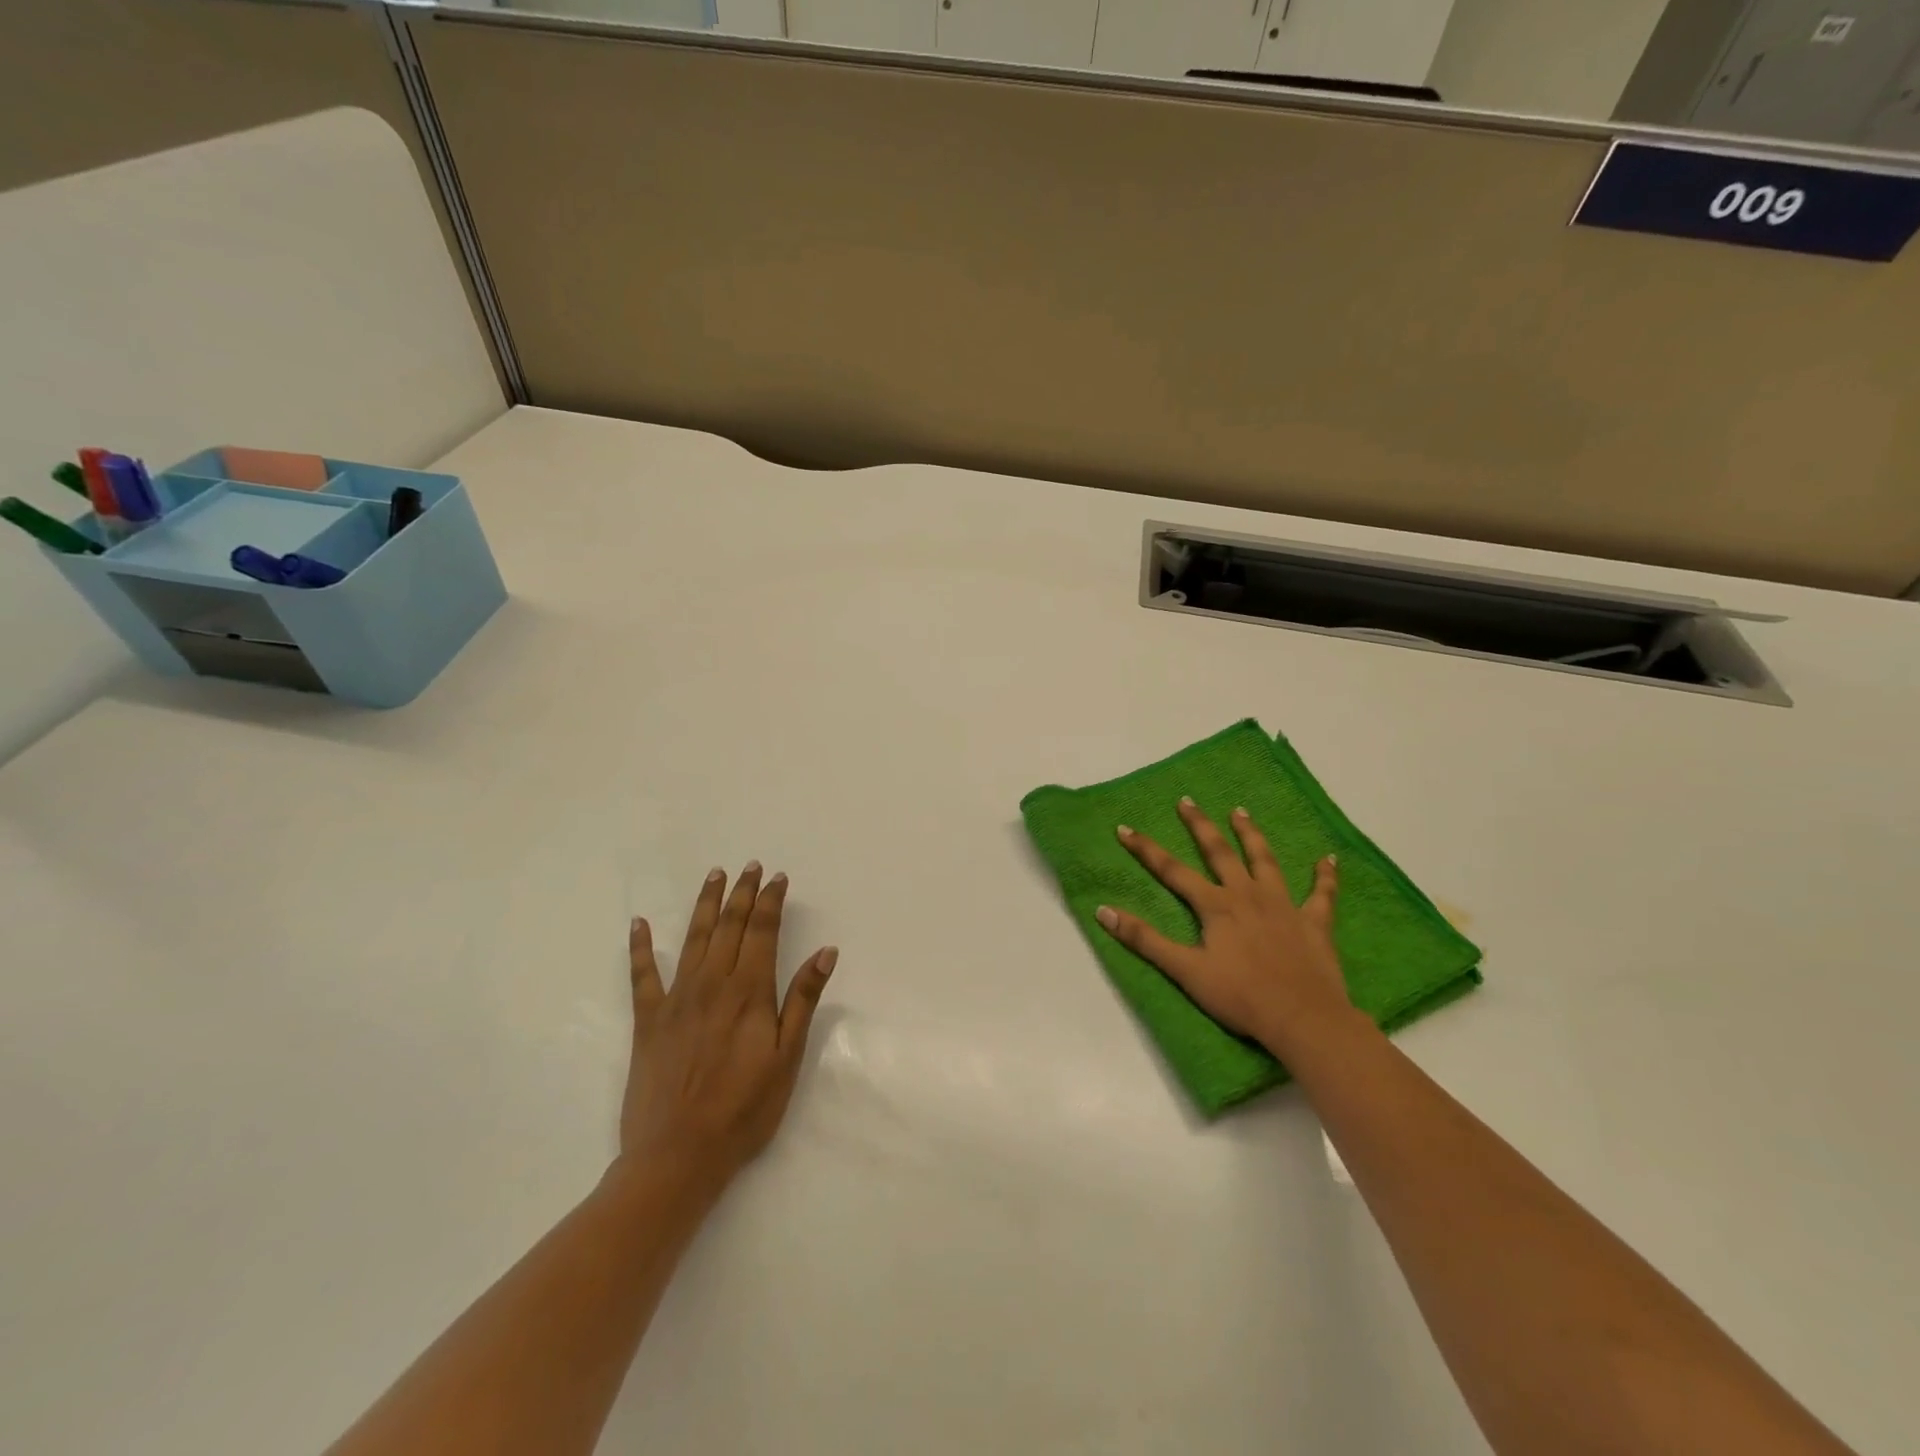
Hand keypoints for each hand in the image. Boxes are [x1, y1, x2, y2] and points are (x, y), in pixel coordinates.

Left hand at [618, 863, 836, 1196]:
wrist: (677, 1155)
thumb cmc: (743, 1110)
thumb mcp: (787, 1058)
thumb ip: (803, 1000)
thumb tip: (825, 952)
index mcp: (749, 992)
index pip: (763, 932)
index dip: (771, 902)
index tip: (778, 878)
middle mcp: (712, 984)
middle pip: (729, 926)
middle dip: (742, 893)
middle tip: (750, 866)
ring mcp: (676, 999)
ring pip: (693, 939)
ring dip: (705, 904)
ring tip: (714, 875)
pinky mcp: (648, 1021)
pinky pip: (642, 975)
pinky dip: (640, 947)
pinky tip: (638, 923)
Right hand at [1095, 799, 1350, 1054]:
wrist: (1303, 1018)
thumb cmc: (1241, 996)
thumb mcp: (1185, 971)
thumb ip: (1145, 940)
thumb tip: (1103, 911)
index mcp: (1216, 906)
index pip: (1172, 871)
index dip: (1146, 849)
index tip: (1125, 828)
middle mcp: (1247, 895)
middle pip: (1220, 852)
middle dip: (1200, 825)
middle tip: (1188, 801)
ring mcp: (1284, 905)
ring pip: (1265, 860)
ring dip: (1251, 834)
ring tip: (1240, 811)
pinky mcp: (1315, 923)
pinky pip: (1322, 894)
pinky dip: (1325, 875)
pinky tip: (1328, 858)